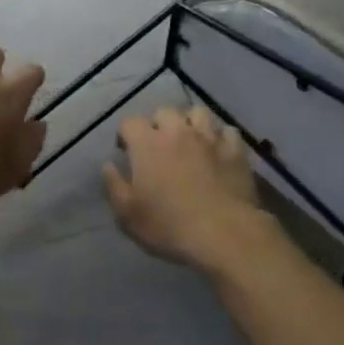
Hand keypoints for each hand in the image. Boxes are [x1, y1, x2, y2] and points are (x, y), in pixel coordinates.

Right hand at [103, 106, 275, 274]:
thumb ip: (114, 185)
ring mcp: (209, 138)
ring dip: (190, 123)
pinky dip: (221, 137)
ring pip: (198, 113)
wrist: (223, 233)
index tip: (126, 151)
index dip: (126, 134)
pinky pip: (228, 131)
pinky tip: (219, 151)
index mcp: (147, 144)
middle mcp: (177, 132)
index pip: (130, 122)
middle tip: (159, 146)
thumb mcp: (128, 214)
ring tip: (190, 141)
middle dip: (158, 124)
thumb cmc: (169, 225)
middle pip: (164, 111)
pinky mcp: (235, 150)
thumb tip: (108, 165)